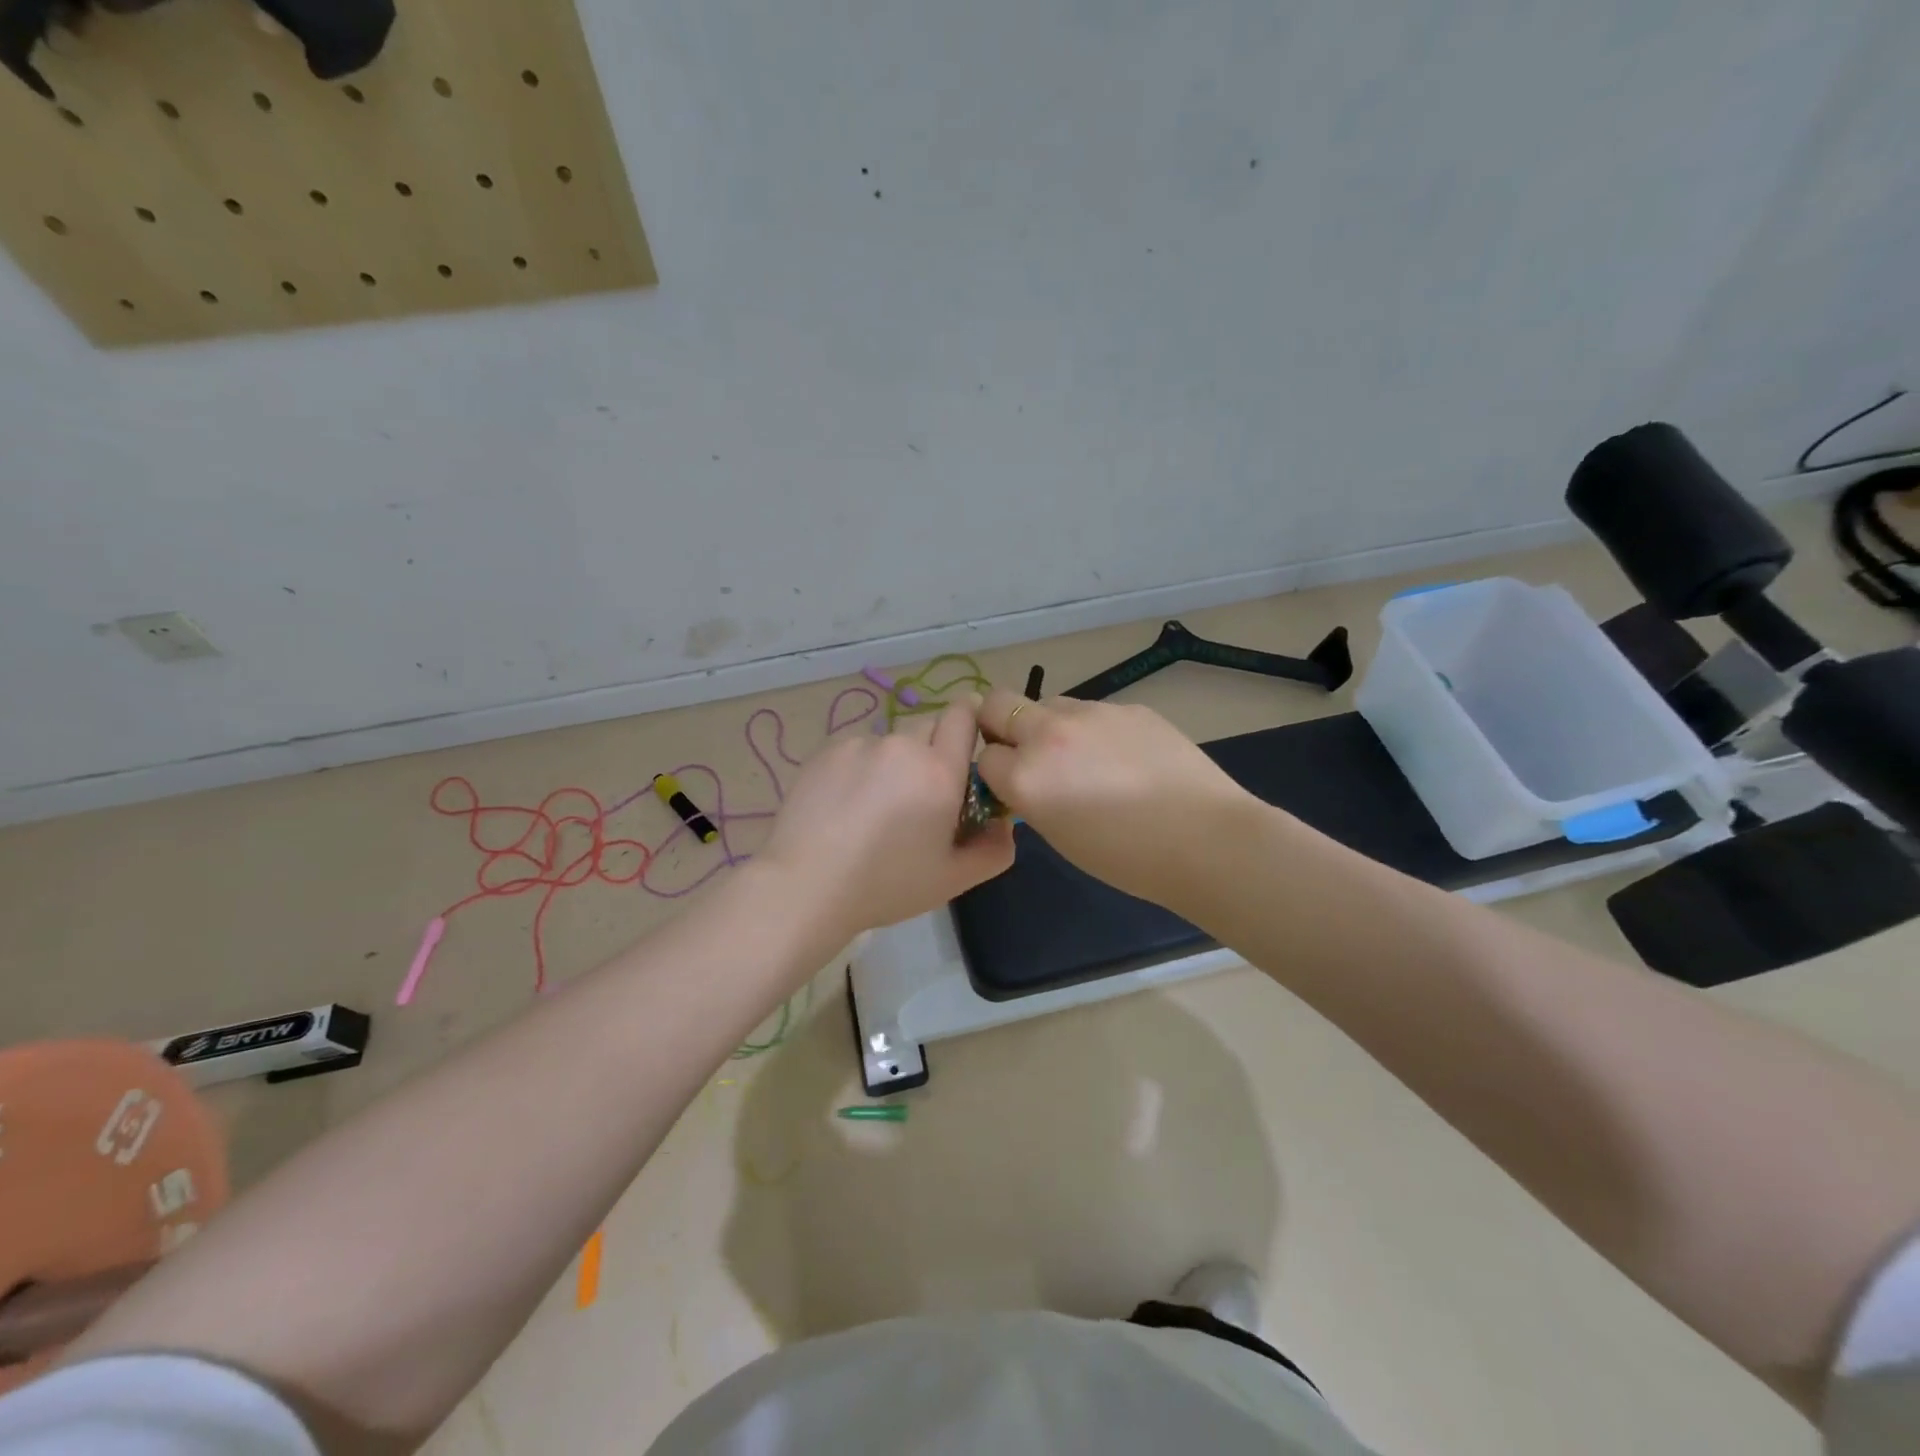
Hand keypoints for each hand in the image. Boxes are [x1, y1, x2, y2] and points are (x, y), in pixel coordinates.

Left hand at [758, 699, 1014, 941]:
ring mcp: (860, 744)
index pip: (964, 715)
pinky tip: (844, 806)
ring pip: (891, 743)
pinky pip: (858, 750)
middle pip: (929, 728)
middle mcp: (903, 746)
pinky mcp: (826, 750)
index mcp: (940, 771)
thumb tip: (1004, 822)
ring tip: (873, 808)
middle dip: (933, 752)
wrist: (805, 886)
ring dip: (894, 763)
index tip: (967, 744)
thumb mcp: (952, 880)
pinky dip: (860, 769)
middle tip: (920, 796)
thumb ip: (994, 849)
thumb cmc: (885, 886)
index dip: (970, 721)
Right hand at [974, 689, 1258, 904]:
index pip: (984, 756)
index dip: (995, 770)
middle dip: (1000, 724)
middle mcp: (1049, 734)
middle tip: (1024, 750)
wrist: (1206, 839)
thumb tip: (1024, 776)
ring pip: (1047, 703)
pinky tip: (1123, 756)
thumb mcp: (1059, 836)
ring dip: (1048, 724)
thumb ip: (1030, 797)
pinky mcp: (1127, 706)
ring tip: (1083, 757)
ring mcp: (1091, 713)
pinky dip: (1091, 728)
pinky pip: (1091, 710)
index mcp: (1027, 776)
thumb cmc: (1128, 858)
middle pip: (997, 703)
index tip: (1011, 783)